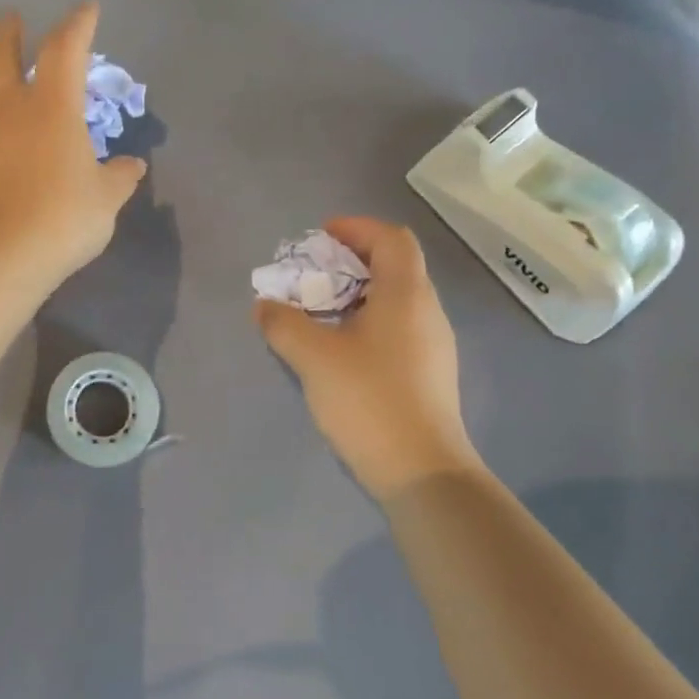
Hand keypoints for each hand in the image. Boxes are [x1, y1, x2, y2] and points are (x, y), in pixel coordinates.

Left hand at [0, 2, 145, 296]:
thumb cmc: (60, 220)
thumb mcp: (104, 201)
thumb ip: (119, 177)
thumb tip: (133, 166)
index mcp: (52, 105)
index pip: (65, 48)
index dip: (78, 24)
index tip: (87, 9)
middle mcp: (7, 104)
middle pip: (1, 52)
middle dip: (10, 32)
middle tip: (14, 21)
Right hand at [255, 217, 479, 499]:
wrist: (421, 470)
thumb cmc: (369, 400)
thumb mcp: (314, 357)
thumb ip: (283, 324)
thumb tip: (264, 305)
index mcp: (406, 294)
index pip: (391, 238)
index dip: (357, 228)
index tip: (321, 237)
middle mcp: (427, 311)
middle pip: (395, 265)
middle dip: (351, 261)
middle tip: (312, 276)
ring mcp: (433, 344)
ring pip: (396, 299)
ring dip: (357, 294)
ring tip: (320, 312)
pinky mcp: (430, 373)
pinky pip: (398, 328)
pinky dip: (368, 321)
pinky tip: (342, 349)